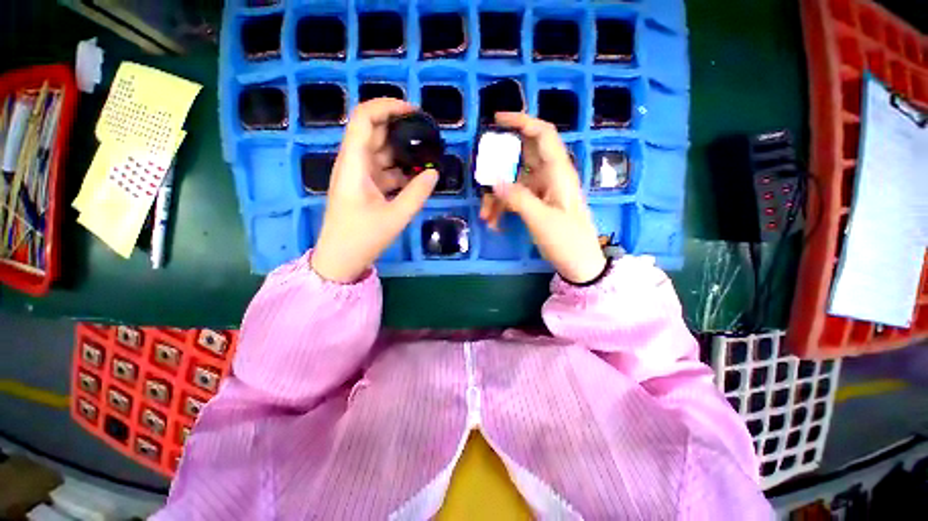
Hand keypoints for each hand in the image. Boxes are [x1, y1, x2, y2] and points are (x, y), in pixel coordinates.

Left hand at [311, 99, 438, 282]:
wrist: (340, 259)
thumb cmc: (362, 238)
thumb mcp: (395, 217)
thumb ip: (417, 193)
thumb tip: (434, 173)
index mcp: (354, 164)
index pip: (365, 118)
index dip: (387, 106)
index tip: (414, 112)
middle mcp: (353, 163)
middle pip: (374, 132)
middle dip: (400, 128)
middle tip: (428, 135)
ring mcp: (359, 175)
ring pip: (381, 152)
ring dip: (403, 151)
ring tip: (428, 156)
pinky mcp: (364, 187)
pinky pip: (384, 170)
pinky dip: (400, 170)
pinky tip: (418, 177)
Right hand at [486, 112, 606, 283]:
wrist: (579, 264)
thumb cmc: (567, 241)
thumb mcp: (541, 220)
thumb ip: (517, 198)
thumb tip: (494, 180)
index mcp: (558, 172)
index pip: (543, 135)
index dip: (522, 121)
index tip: (497, 120)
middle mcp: (550, 176)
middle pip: (522, 158)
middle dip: (499, 166)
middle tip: (481, 174)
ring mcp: (542, 191)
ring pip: (514, 181)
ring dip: (497, 196)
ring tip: (486, 216)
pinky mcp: (537, 203)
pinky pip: (515, 197)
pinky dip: (503, 207)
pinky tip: (494, 222)